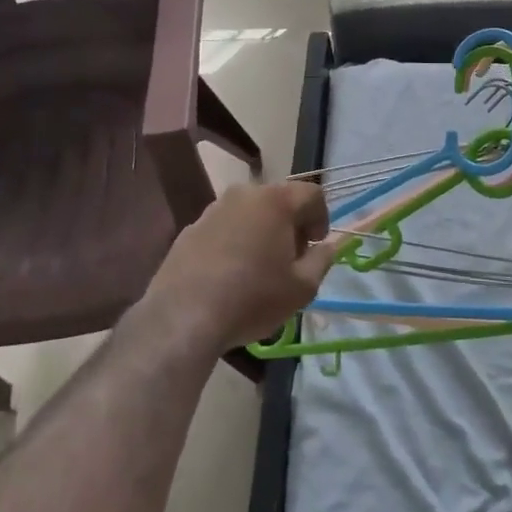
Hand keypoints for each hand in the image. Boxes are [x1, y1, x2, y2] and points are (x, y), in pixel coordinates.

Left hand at [144, 182, 336, 354]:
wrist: (183, 317)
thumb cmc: (252, 298)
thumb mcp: (302, 287)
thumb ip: (322, 260)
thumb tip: (327, 247)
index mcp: (275, 201)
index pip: (312, 194)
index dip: (321, 218)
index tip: (316, 246)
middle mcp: (243, 195)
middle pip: (279, 200)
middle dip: (291, 224)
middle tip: (292, 259)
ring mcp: (212, 210)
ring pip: (249, 213)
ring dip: (262, 232)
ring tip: (260, 268)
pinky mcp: (189, 229)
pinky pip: (224, 228)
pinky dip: (235, 242)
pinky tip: (230, 275)